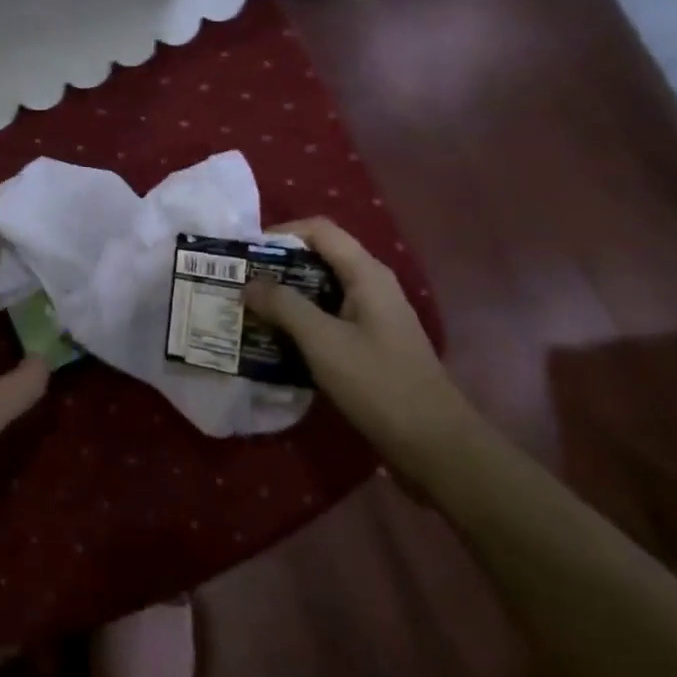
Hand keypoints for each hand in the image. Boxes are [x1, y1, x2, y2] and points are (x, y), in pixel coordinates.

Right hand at [243, 218, 475, 475]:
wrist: (436, 446)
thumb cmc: (379, 384)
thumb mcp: (323, 342)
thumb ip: (284, 306)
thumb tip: (249, 284)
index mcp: (366, 274)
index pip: (319, 230)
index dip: (281, 233)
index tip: (246, 252)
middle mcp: (371, 286)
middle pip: (319, 258)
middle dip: (278, 267)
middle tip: (241, 282)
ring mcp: (373, 317)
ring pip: (322, 291)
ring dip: (287, 297)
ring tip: (250, 310)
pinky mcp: (371, 345)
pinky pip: (329, 318)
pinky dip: (302, 322)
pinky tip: (277, 341)